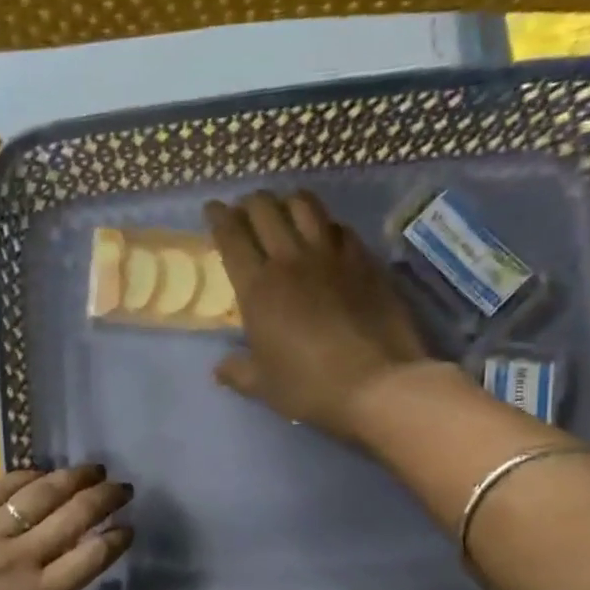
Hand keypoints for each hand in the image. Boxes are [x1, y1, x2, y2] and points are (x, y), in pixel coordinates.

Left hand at [0, 465, 133, 589]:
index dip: (116, 539)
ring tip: (92, 469)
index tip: (128, 529)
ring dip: (71, 477)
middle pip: (73, 516)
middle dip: (105, 497)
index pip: (90, 557)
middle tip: (122, 488)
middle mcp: (18, 557)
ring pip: (38, 494)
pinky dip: (22, 475)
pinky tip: (39, 472)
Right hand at [205, 191, 432, 440]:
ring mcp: (332, 256)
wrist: (377, 383)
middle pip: (265, 210)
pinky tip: (325, 234)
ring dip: (287, 202)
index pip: (232, 237)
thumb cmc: (309, 387)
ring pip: (305, 206)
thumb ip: (237, 371)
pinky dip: (325, 224)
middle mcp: (291, 260)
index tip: (213, 209)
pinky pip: (340, 228)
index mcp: (257, 288)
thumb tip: (220, 369)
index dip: (218, 218)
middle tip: (245, 209)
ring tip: (283, 208)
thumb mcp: (263, 385)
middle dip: (250, 203)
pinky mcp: (365, 261)